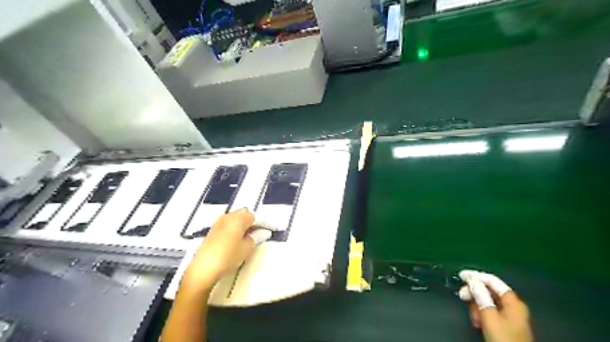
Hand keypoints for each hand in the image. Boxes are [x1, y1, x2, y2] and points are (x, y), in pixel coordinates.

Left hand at [181, 208, 256, 293]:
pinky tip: (239, 238)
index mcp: (238, 218)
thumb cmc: (228, 256)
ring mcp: (219, 222)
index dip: (264, 222)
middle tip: (262, 232)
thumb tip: (264, 232)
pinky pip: (229, 224)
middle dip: (254, 222)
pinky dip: (236, 228)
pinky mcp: (213, 230)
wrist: (203, 268)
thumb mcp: (246, 248)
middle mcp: (228, 216)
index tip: (272, 229)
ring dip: (244, 225)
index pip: (255, 216)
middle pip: (244, 215)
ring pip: (236, 219)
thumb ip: (256, 237)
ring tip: (251, 235)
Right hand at [460, 270, 531, 341]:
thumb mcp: (489, 316)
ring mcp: (510, 315)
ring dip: (477, 306)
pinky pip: (490, 311)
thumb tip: (472, 278)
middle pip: (489, 290)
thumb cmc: (503, 338)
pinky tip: (478, 322)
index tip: (461, 275)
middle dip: (475, 293)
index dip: (476, 276)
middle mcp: (513, 305)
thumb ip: (480, 295)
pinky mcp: (506, 323)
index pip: (492, 280)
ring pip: (488, 301)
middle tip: (462, 296)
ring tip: (473, 317)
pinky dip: (482, 313)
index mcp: (512, 301)